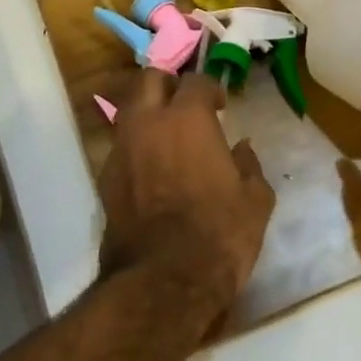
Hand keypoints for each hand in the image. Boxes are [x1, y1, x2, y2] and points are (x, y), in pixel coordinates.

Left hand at [97, 70, 275, 318]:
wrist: (163, 281)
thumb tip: (241, 148)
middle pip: (149, 79)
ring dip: (148, 114)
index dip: (211, 88)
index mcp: (188, 119)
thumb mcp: (255, 200)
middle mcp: (148, 123)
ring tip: (167, 137)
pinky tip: (152, 170)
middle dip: (168, 84)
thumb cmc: (219, 233)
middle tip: (186, 105)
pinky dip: (136, 147)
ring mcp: (121, 150)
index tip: (221, 105)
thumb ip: (249, 165)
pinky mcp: (105, 179)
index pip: (196, 80)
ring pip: (129, 111)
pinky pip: (121, 146)